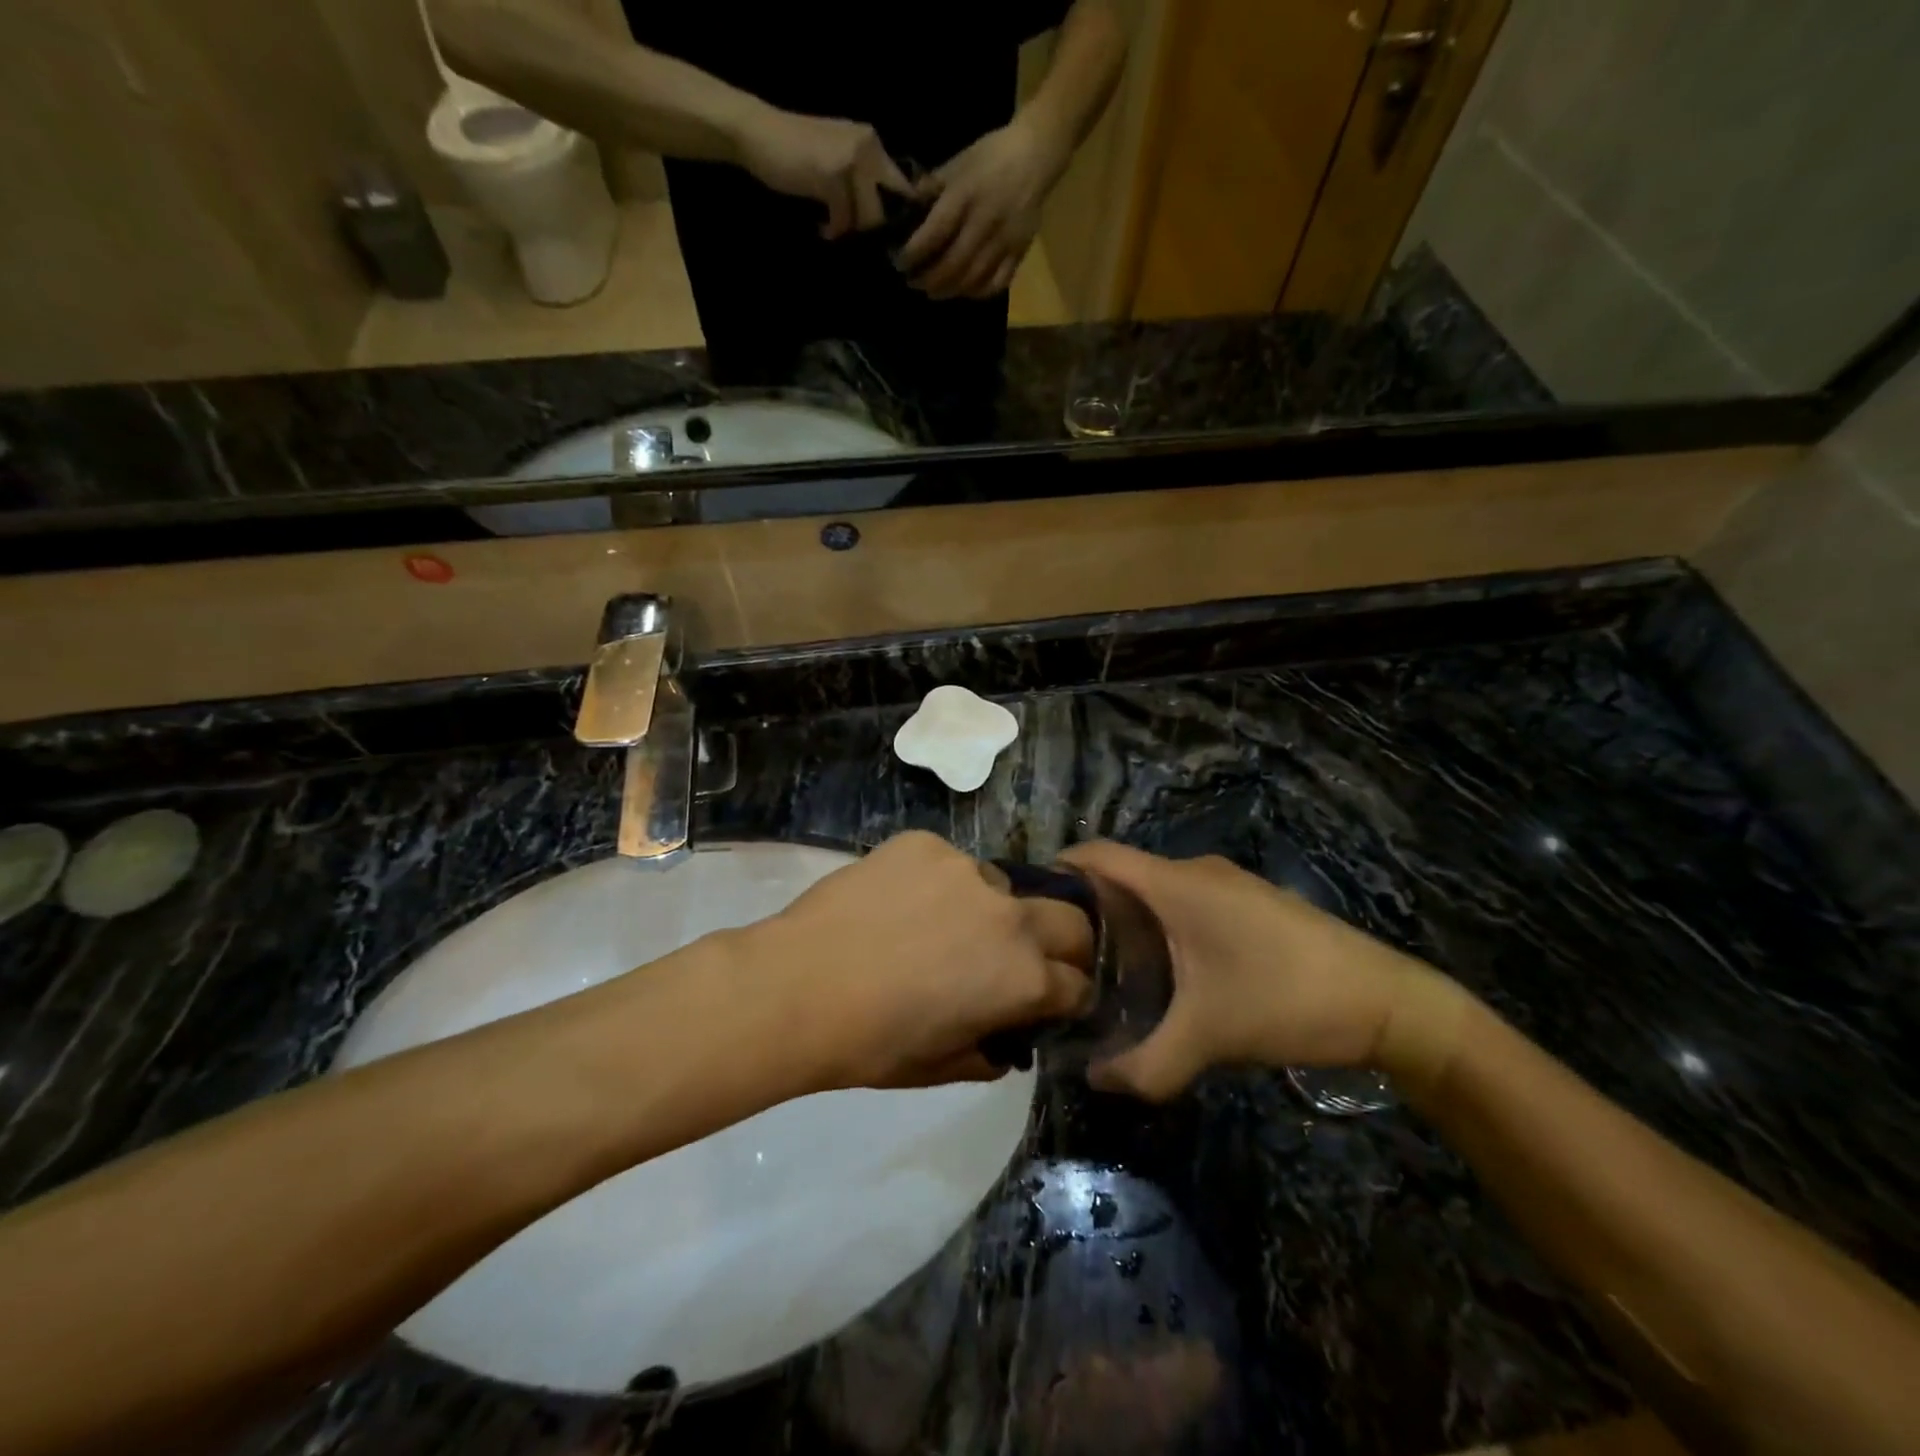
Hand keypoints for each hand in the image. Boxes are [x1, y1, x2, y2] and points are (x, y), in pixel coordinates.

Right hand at [733, 105, 912, 238]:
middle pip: (888, 208)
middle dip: (873, 230)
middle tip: (853, 236)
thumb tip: (886, 222)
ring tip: (833, 228)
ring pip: (869, 217)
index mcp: (872, 143)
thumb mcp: (838, 162)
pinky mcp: (832, 175)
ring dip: (851, 230)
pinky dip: (833, 229)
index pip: (901, 188)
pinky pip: (844, 219)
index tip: (883, 237)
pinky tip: (822, 227)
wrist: (757, 133)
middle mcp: (867, 147)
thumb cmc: (795, 153)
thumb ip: (863, 183)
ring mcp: (851, 159)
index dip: (897, 218)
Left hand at [742, 832, 1093, 1090]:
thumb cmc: (872, 1043)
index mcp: (1024, 977)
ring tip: (941, 926)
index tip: (1049, 1000)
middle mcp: (1011, 915)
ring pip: (1003, 886)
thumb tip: (1005, 1038)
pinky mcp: (926, 843)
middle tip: (1020, 958)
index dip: (1066, 997)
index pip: (1078, 983)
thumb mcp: (943, 1067)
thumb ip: (991, 1050)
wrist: (796, 987)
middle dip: (1062, 943)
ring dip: (991, 909)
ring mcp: (967, 870)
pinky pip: (951, 862)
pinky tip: (901, 903)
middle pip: (1071, 920)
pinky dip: (940, 883)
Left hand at [897, 117, 1066, 299]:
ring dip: (949, 290)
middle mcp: (984, 222)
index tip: (900, 263)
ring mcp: (1004, 240)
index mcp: (966, 195)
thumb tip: (907, 211)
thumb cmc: (990, 157)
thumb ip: (932, 188)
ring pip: (973, 279)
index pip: (935, 233)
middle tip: (913, 282)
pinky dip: (977, 292)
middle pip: (953, 264)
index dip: (915, 253)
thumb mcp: (957, 163)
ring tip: (933, 291)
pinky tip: (964, 290)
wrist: (1035, 156)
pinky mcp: (1019, 252)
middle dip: (929, 279)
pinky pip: (996, 283)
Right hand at [1058, 843, 1472, 1101]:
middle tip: (1065, 956)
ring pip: (1157, 891)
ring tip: (1108, 970)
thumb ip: (1145, 1064)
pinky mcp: (1250, 904)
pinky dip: (1163, 927)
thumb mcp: (1209, 1038)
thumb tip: (1096, 1080)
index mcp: (1176, 885)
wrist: (1388, 1003)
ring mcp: (1227, 885)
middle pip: (1124, 875)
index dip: (1061, 868)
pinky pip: (1187, 903)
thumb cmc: (1286, 1001)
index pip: (1099, 854)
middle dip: (1091, 909)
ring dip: (1130, 921)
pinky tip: (1168, 974)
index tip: (1035, 907)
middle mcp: (1196, 872)